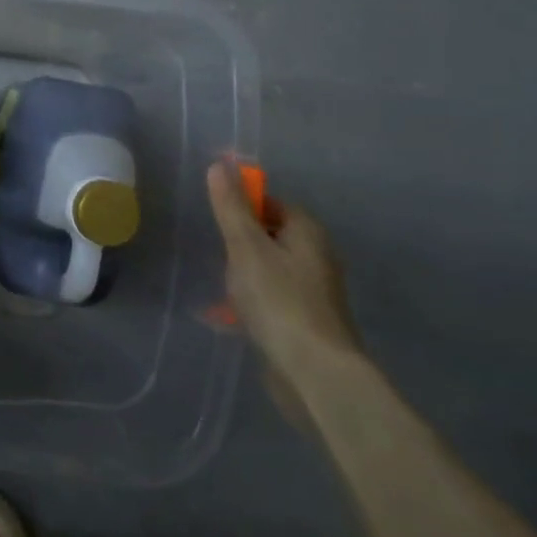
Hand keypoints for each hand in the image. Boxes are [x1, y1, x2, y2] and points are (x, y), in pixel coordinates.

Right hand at [205, 161, 363, 426]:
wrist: (314, 373)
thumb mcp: (245, 247)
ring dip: (244, 273)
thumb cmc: (279, 301)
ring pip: (269, 267)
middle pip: (269, 234)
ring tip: (223, 287)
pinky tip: (232, 316)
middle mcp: (317, 255)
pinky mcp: (307, 320)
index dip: (242, 206)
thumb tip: (220, 164)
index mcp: (307, 232)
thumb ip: (231, 207)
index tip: (219, 223)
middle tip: (219, 256)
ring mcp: (314, 290)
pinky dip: (253, 300)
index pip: (271, 202)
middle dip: (240, 242)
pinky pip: (272, 297)